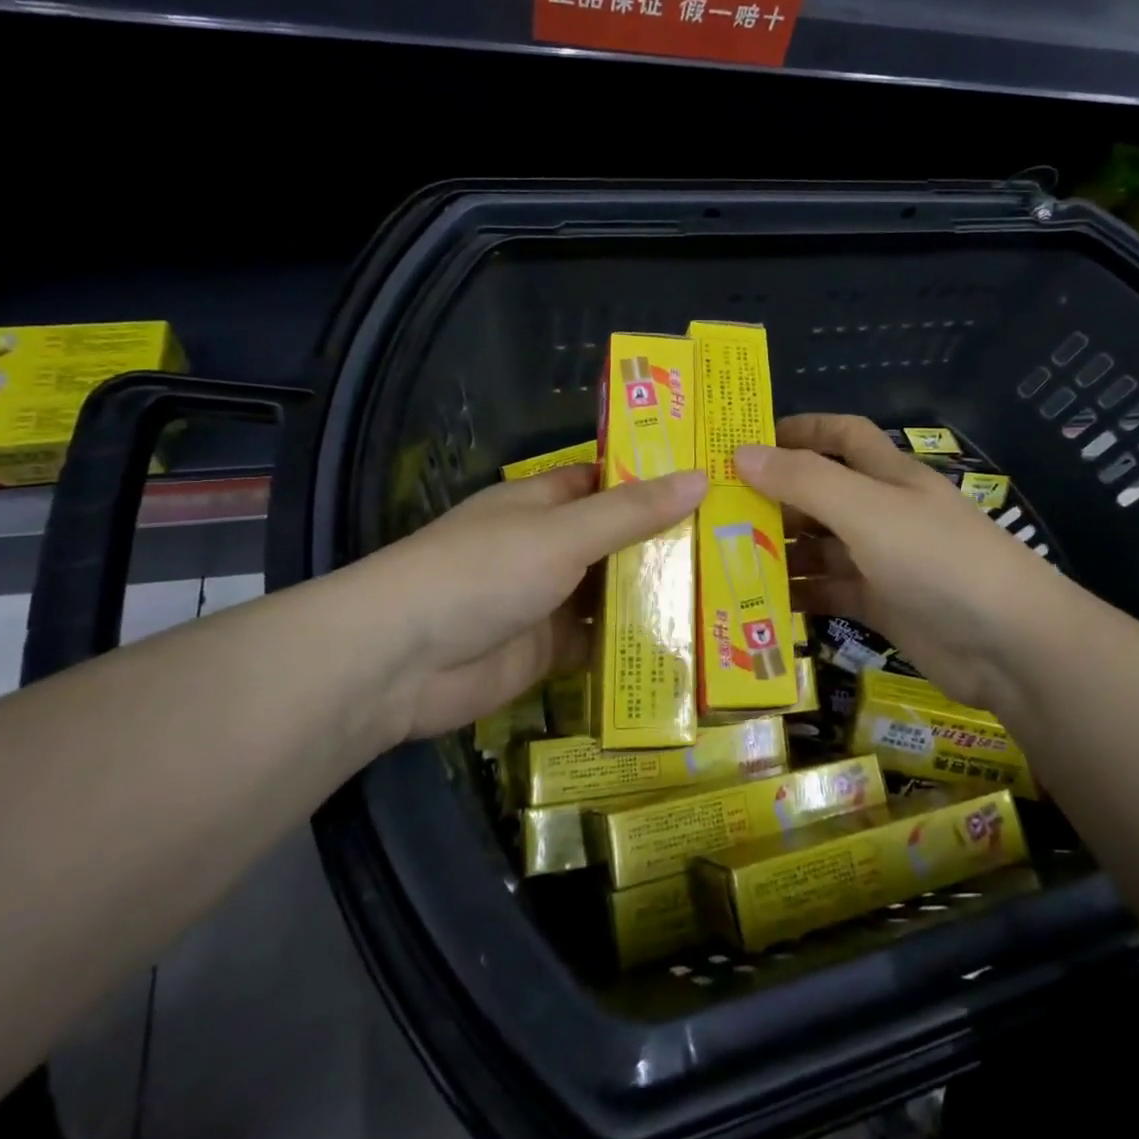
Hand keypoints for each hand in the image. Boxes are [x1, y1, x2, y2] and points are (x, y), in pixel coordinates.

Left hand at [376, 462, 706, 739]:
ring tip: (725, 590)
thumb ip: (631, 512)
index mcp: (542, 502)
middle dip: (664, 540)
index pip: (605, 480)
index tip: (710, 480)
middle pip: (615, 537)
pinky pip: (598, 640)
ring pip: (610, 590)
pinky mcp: (546, 650)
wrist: (402, 661)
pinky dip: (632, 641)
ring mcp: (546, 599)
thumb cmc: (484, 571)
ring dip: (654, 593)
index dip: (652, 477)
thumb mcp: (564, 533)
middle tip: (736, 540)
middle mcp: (546, 546)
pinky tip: (686, 642)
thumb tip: (700, 477)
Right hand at [735, 414, 1062, 712]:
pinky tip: (759, 601)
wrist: (1010, 646)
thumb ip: (804, 481)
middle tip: (717, 510)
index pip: (842, 435)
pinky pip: (829, 592)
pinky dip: (798, 594)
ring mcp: (882, 561)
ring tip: (724, 557)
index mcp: (887, 476)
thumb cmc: (937, 559)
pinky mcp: (881, 606)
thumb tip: (741, 453)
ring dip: (779, 549)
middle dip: (774, 497)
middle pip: (821, 494)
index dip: (800, 430)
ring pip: (820, 546)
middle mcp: (883, 513)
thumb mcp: (867, 510)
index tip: (748, 441)